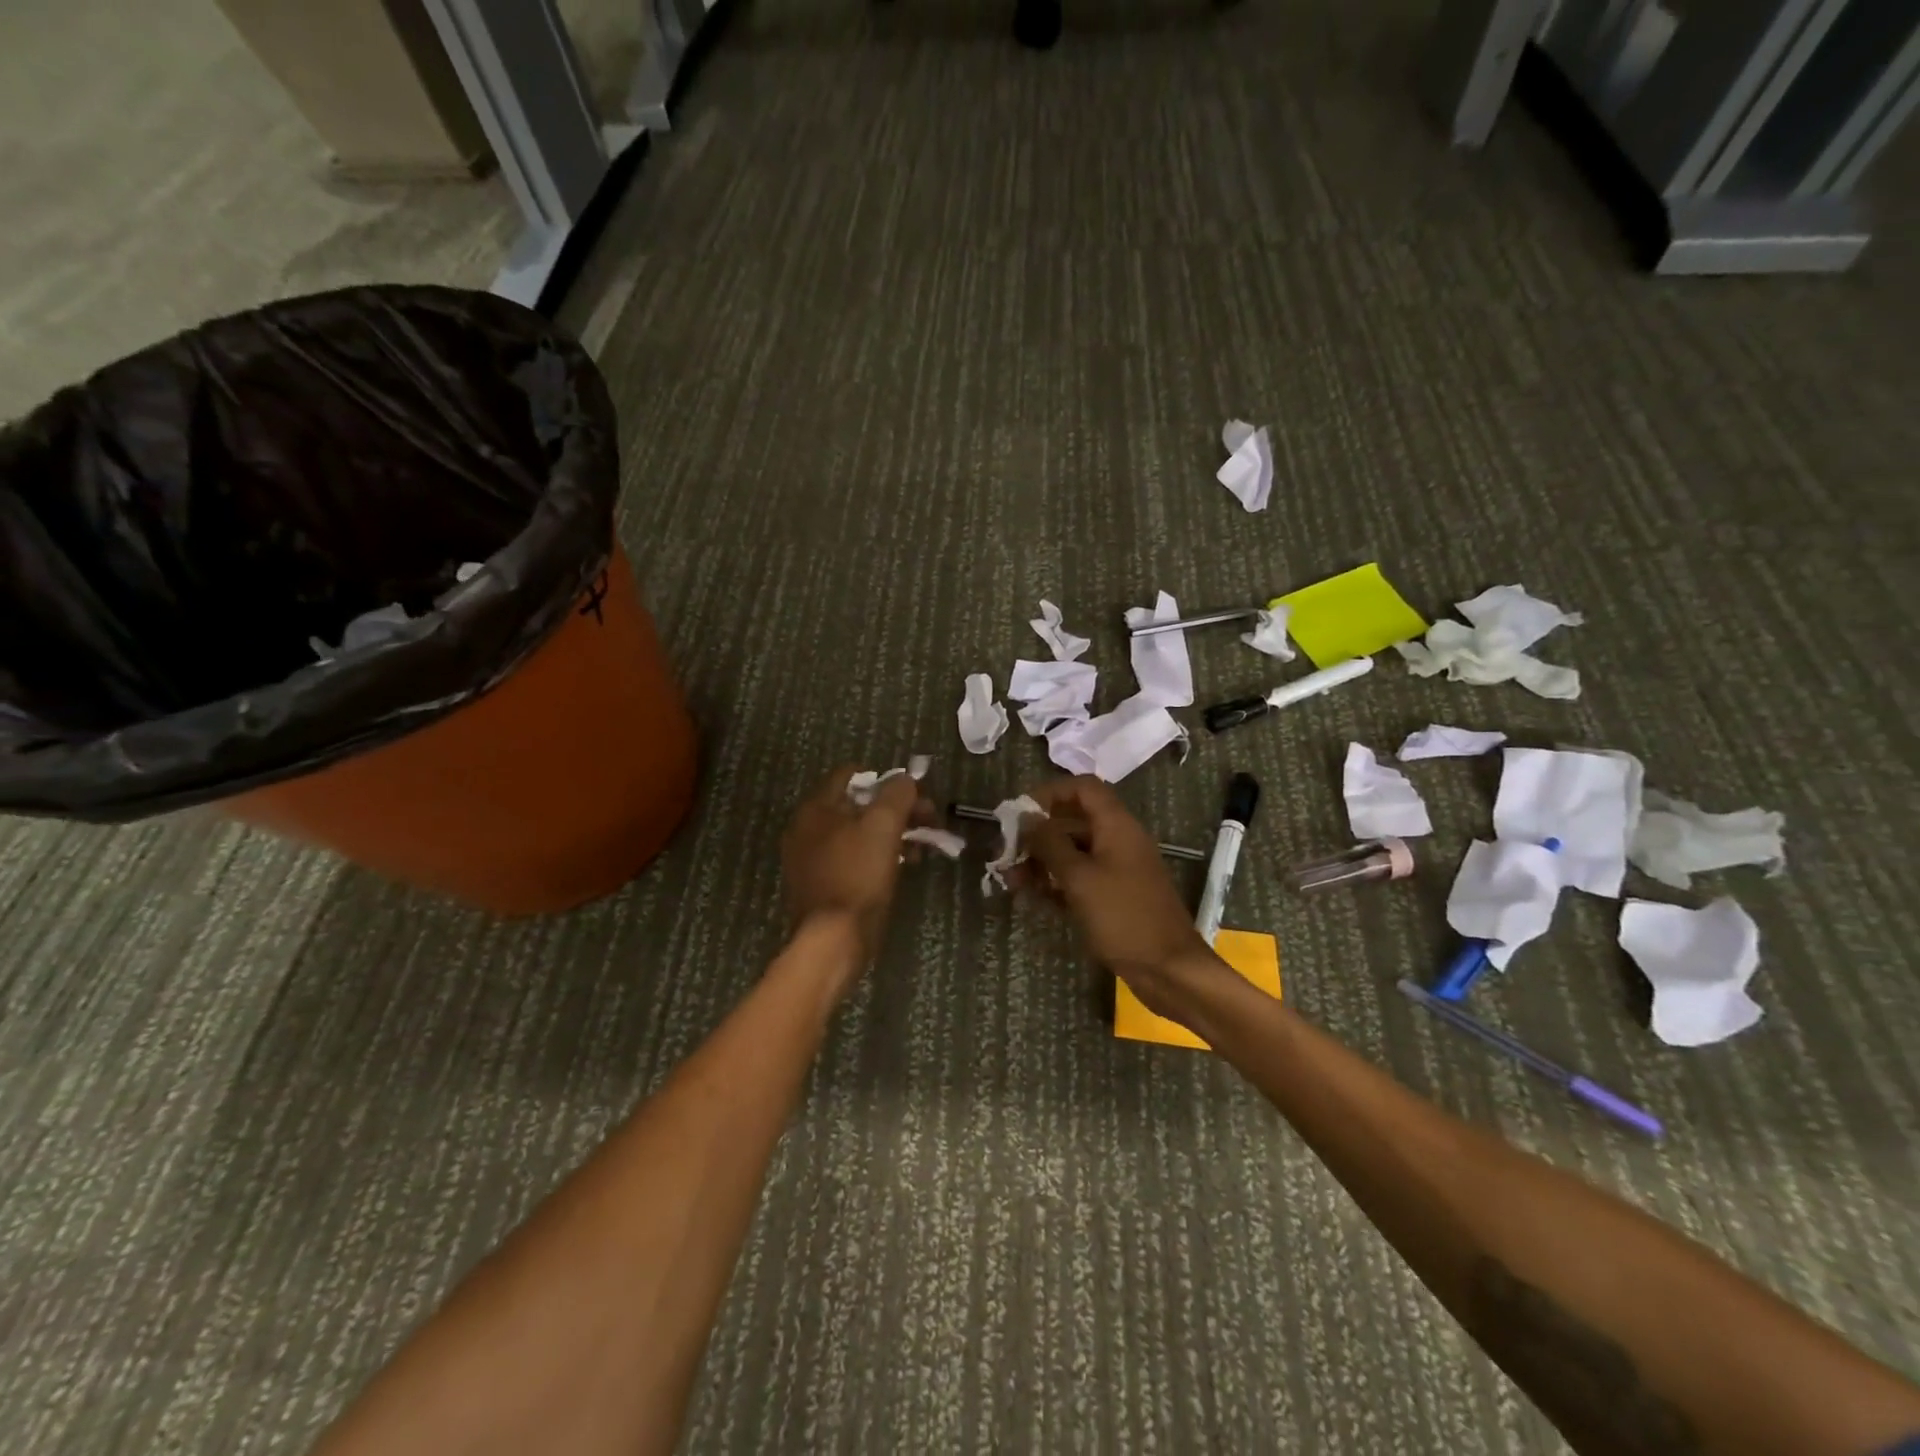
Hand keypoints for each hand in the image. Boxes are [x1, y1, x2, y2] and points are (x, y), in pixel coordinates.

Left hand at [781, 765, 930, 980]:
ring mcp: (812, 860)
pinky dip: (878, 857)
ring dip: (892, 834)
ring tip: (921, 848)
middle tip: (928, 821)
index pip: (850, 775)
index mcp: (816, 808)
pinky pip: (854, 859)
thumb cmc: (858, 874)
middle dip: (896, 810)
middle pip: (857, 806)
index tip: (914, 793)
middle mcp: (807, 829)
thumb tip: (906, 780)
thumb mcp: (884, 825)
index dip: (885, 779)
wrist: (834, 939)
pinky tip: (903, 867)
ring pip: (858, 834)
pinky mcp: (823, 885)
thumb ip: (897, 794)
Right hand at [1018, 776, 1224, 1022]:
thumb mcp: (1079, 878)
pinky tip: (1032, 896)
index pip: (1083, 788)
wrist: (1168, 969)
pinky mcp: (1114, 895)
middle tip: (1006, 852)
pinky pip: (1080, 877)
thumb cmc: (1123, 917)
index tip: (1020, 812)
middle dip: (1038, 833)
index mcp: (1116, 826)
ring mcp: (1117, 868)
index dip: (1050, 793)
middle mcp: (1118, 840)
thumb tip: (1027, 817)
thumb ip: (1050, 844)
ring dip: (1041, 861)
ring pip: (1073, 851)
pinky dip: (1056, 881)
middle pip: (1073, 820)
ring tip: (1011, 881)